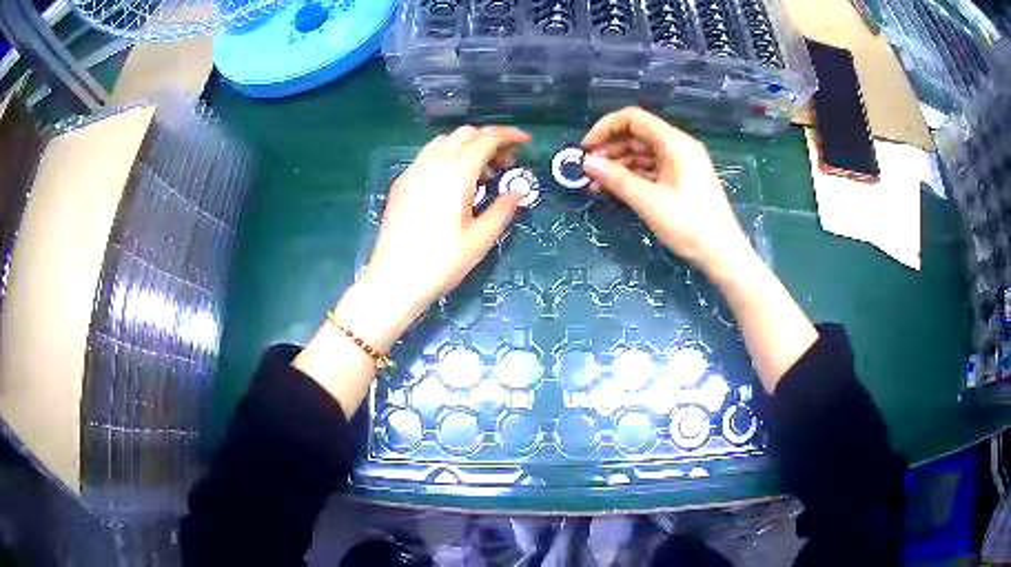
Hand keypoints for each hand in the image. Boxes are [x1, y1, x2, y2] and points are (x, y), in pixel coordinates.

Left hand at [352, 125, 529, 339]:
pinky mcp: (401, 183)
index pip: (485, 140)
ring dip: (467, 146)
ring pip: (444, 142)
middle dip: (489, 139)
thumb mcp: (480, 239)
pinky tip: (453, 182)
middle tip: (505, 163)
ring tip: (481, 173)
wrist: (394, 279)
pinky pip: (428, 156)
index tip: (525, 142)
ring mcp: (413, 171)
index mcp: (455, 174)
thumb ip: (502, 209)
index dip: (508, 136)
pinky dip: (448, 156)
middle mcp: (432, 164)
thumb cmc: (441, 262)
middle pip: (464, 134)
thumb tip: (517, 192)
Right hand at [581, 107, 754, 278]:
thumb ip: (616, 179)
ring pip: (642, 154)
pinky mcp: (680, 181)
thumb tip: (586, 163)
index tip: (586, 149)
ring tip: (595, 185)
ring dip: (618, 165)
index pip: (633, 119)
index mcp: (674, 143)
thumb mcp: (649, 201)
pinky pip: (651, 170)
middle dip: (609, 149)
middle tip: (587, 171)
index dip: (605, 128)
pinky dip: (632, 177)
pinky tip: (614, 190)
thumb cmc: (689, 225)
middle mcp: (678, 147)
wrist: (723, 255)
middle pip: (636, 135)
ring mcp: (680, 164)